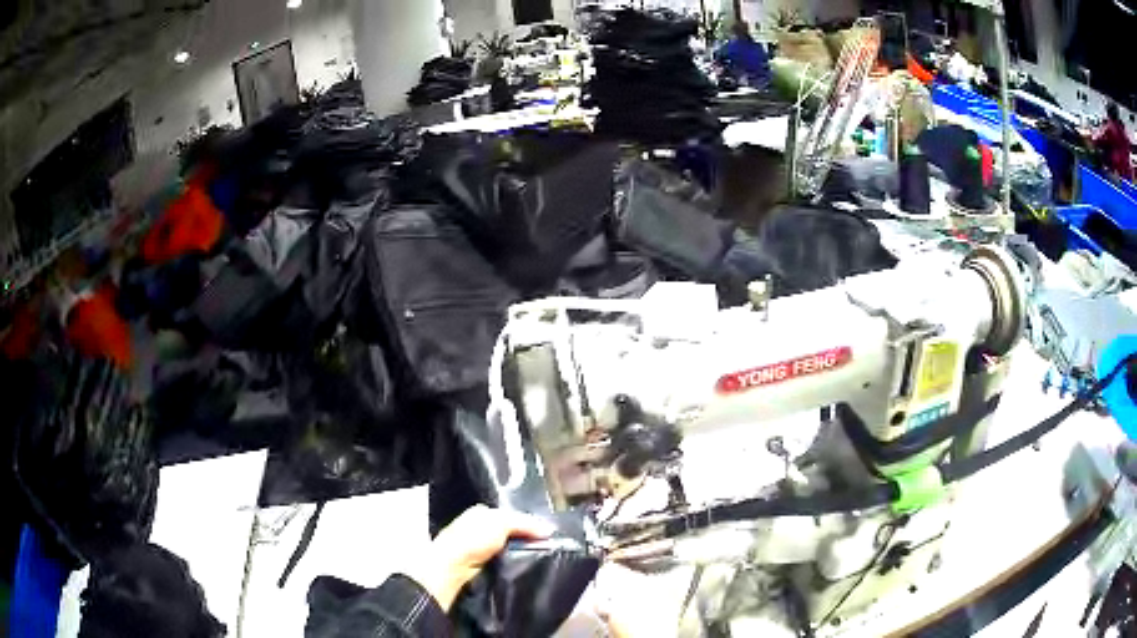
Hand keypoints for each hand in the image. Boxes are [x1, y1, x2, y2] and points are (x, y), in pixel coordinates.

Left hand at [407, 505, 553, 610]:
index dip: (528, 522)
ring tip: (538, 556)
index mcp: (481, 512)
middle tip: (544, 545)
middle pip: (509, 531)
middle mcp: (478, 527)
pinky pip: (502, 560)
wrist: (453, 565)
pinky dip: (511, 562)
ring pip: (507, 547)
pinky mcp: (479, 563)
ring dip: (518, 552)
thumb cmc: (473, 538)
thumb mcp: (502, 522)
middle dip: (524, 538)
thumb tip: (549, 530)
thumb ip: (525, 524)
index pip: (511, 514)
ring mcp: (478, 546)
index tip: (545, 533)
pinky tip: (521, 565)